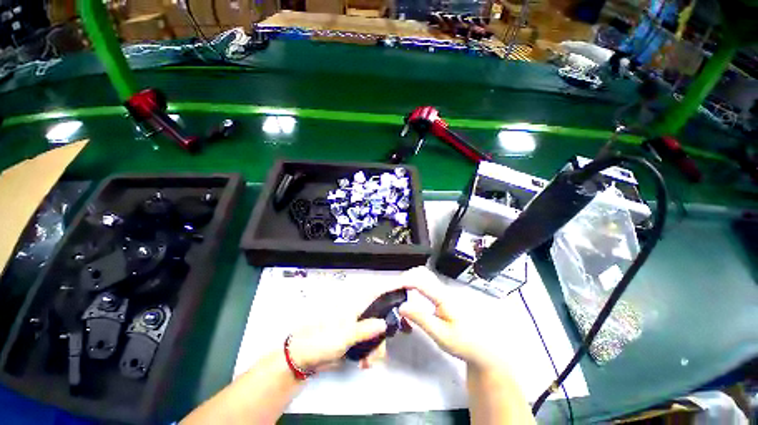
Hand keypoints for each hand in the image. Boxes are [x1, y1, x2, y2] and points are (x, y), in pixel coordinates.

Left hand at [287, 286, 411, 372]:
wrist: (303, 357)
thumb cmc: (320, 341)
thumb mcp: (343, 336)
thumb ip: (364, 329)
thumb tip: (384, 323)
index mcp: (356, 303)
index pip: (379, 289)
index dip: (394, 284)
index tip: (410, 283)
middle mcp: (359, 309)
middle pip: (384, 309)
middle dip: (393, 323)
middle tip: (405, 331)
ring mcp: (358, 322)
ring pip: (379, 327)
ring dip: (379, 345)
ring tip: (370, 362)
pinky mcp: (356, 335)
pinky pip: (372, 339)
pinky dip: (372, 351)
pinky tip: (365, 363)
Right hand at [398, 267, 502, 370]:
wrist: (481, 346)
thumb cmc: (463, 342)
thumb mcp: (441, 335)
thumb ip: (421, 319)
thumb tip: (401, 307)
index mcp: (443, 297)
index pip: (420, 281)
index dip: (404, 281)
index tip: (391, 288)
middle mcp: (443, 289)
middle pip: (422, 272)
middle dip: (405, 277)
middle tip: (394, 290)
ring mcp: (443, 291)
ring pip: (423, 275)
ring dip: (409, 280)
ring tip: (399, 292)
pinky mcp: (442, 295)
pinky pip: (425, 282)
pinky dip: (414, 284)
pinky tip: (410, 294)